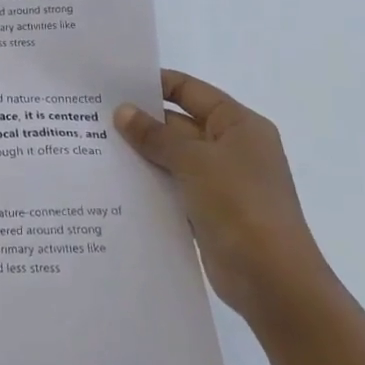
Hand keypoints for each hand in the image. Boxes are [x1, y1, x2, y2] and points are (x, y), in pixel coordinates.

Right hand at [114, 70, 332, 323]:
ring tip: (93, 145)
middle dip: (140, 121)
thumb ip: (155, 134)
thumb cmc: (240, 205)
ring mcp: (220, 181)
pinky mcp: (208, 211)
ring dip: (140, 153)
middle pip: (178, 123)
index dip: (154, 83)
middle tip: (92, 116)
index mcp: (238, 125)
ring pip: (171, 157)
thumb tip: (123, 111)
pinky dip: (148, 182)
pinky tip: (114, 181)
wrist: (273, 281)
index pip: (190, 90)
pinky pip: (172, 186)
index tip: (112, 84)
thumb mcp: (194, 161)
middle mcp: (231, 148)